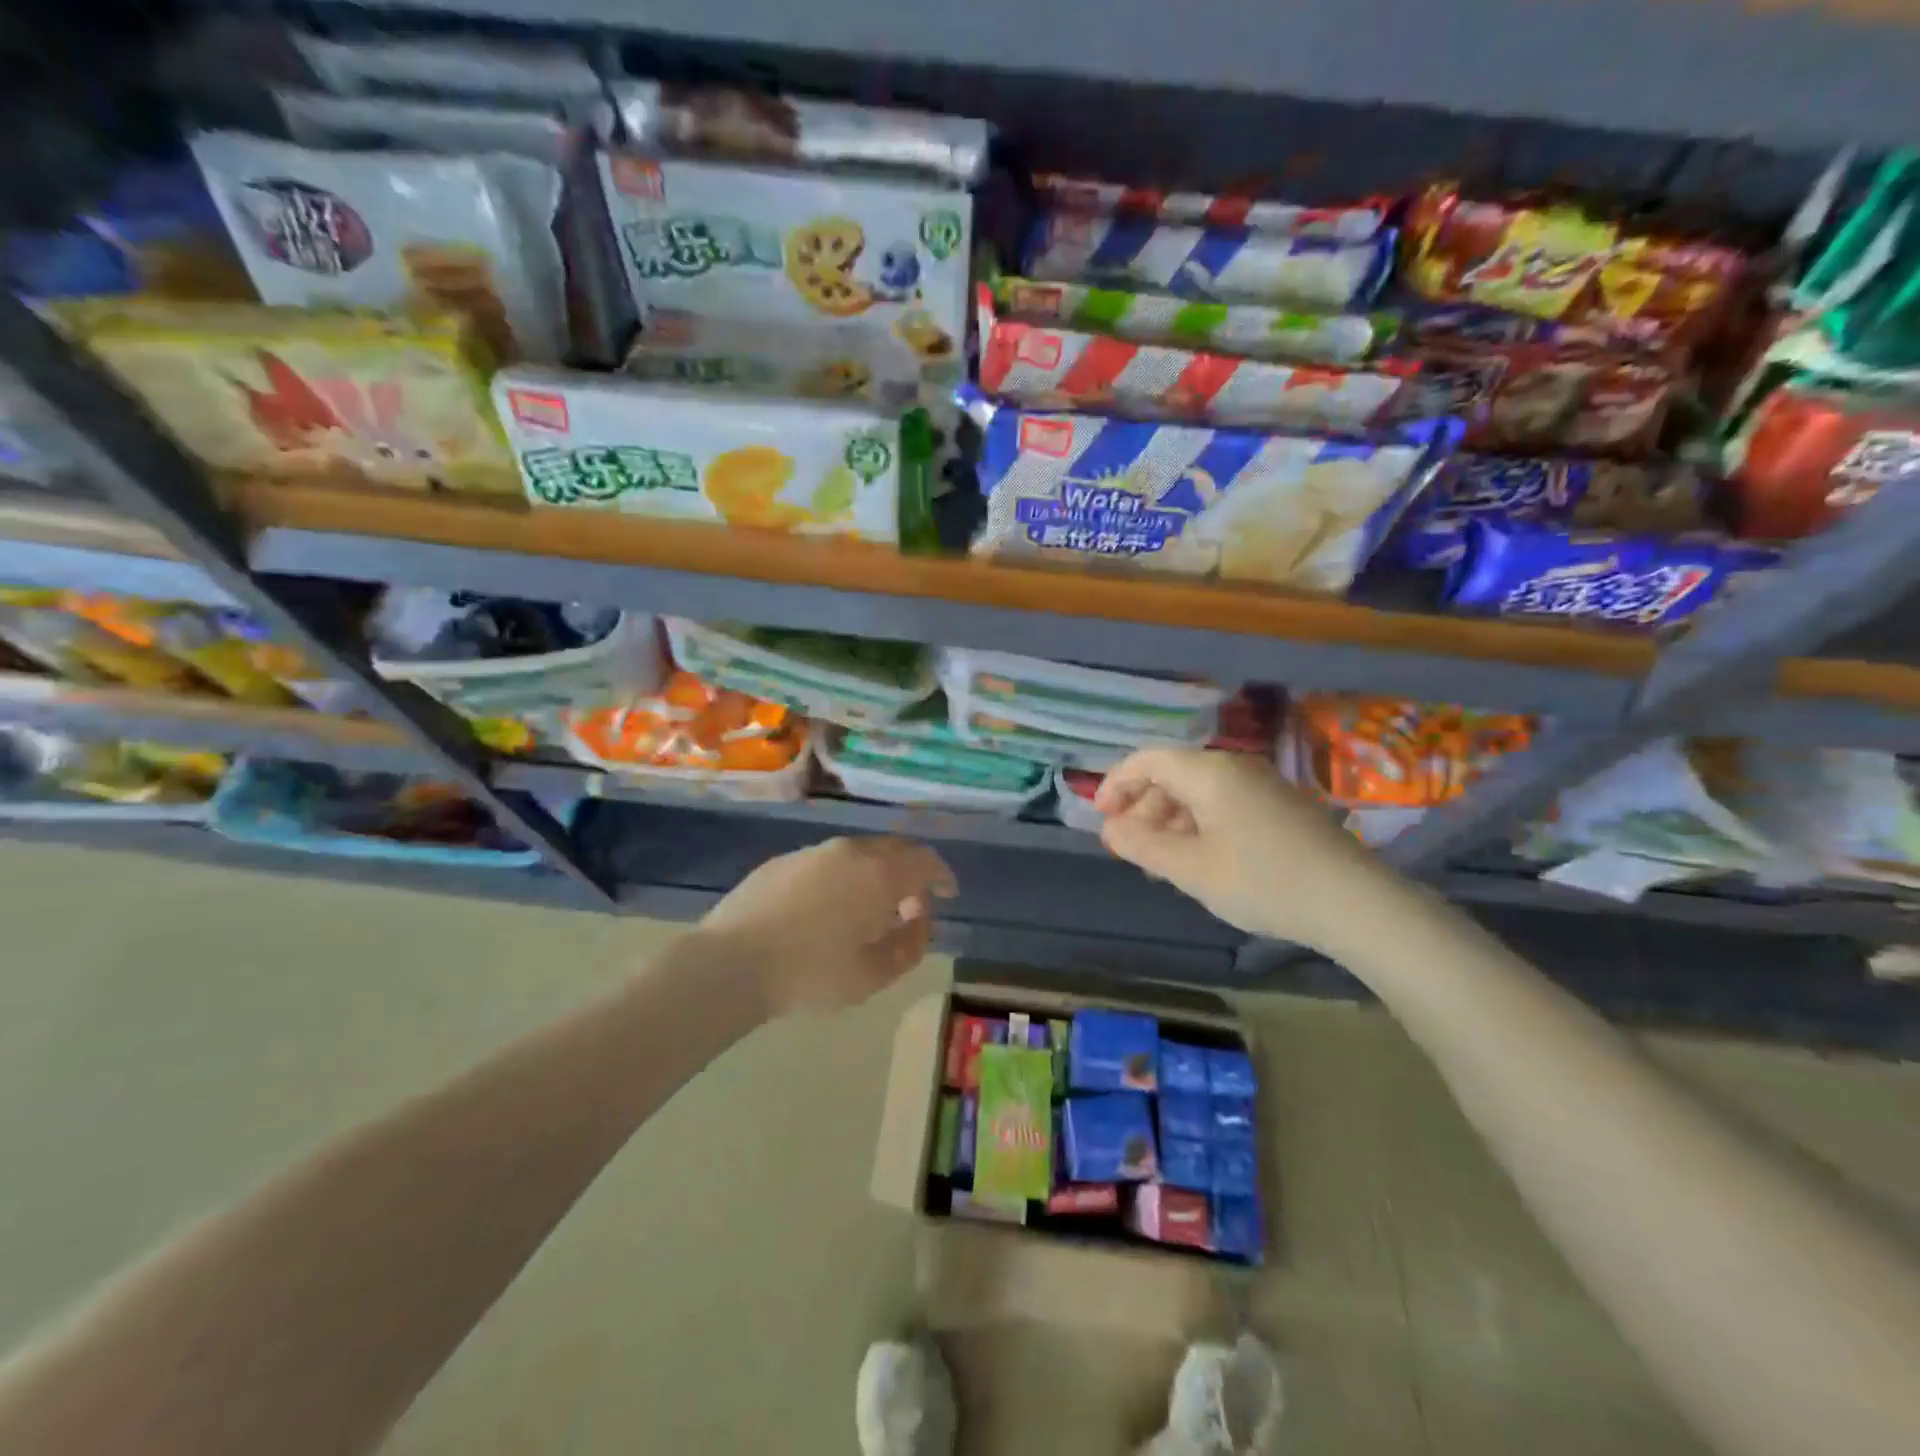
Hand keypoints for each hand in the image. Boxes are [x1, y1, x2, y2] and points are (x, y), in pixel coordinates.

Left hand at [699, 836, 956, 1015]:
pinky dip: (843, 878)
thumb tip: (919, 922)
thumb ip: (909, 946)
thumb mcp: (873, 974)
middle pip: (893, 850)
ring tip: (869, 911)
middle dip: (910, 873)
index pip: (925, 861)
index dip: (942, 876)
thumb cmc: (811, 973)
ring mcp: (812, 852)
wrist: (730, 963)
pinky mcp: (782, 861)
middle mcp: (849, 851)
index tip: (947, 894)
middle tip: (911, 906)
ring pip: (858, 854)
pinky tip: (828, 910)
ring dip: (874, 875)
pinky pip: (827, 862)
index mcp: (879, 873)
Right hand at [1095, 747, 1384, 950]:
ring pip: (1199, 792)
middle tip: (1129, 848)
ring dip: (1170, 821)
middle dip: (1143, 808)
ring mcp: (1262, 784)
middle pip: (1172, 774)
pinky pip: (1224, 804)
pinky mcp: (1281, 805)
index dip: (1116, 784)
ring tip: (1161, 863)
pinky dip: (1199, 825)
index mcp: (1208, 772)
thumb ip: (1142, 845)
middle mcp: (1234, 767)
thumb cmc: (1262, 881)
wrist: (1354, 901)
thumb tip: (1110, 827)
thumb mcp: (1190, 869)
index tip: (1101, 818)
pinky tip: (1200, 861)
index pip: (1147, 760)